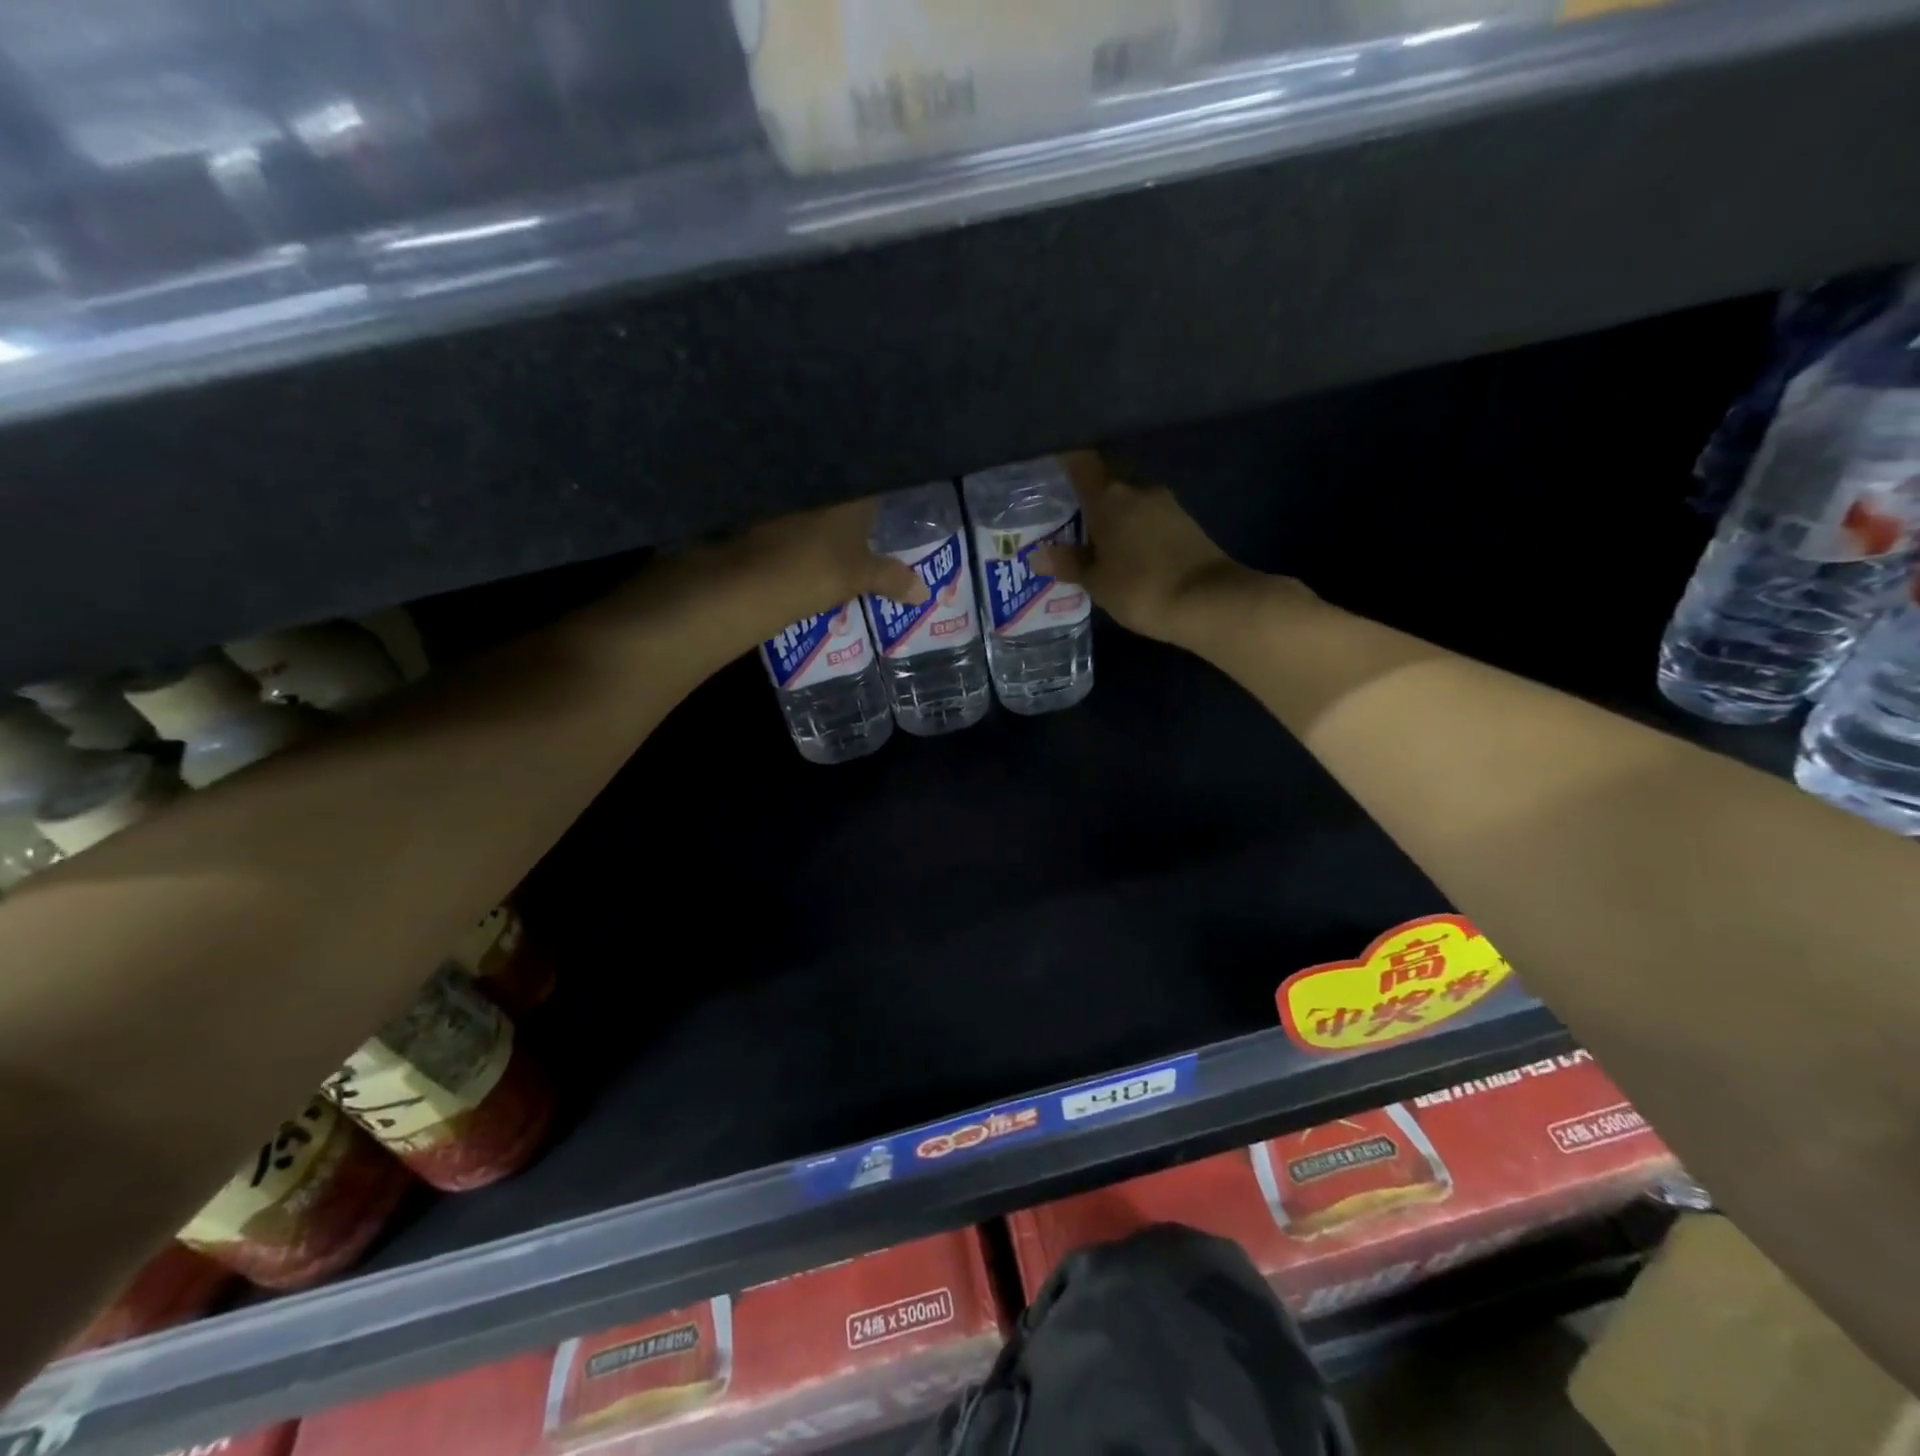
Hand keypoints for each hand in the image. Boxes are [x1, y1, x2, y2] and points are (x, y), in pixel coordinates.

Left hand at [678, 495, 927, 648]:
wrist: (745, 579)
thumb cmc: (814, 570)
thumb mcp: (859, 577)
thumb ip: (892, 578)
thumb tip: (925, 592)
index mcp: (849, 486)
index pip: (874, 472)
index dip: (883, 480)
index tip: (889, 491)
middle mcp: (816, 475)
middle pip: (840, 477)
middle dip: (850, 489)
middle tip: (863, 509)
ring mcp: (782, 487)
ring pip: (809, 488)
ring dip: (818, 500)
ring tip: (831, 520)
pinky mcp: (754, 503)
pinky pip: (784, 501)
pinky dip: (793, 514)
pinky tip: (797, 529)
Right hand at [1034, 452, 1267, 647]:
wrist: (1208, 601)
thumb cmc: (1141, 588)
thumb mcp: (1097, 582)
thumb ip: (1069, 563)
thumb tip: (1039, 554)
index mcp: (1109, 497)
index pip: (1081, 461)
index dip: (1064, 458)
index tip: (1048, 466)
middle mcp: (1137, 489)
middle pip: (1106, 475)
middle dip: (1087, 488)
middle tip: (1065, 507)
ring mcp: (1165, 503)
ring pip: (1128, 495)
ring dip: (1112, 508)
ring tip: (1091, 531)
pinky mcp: (1184, 521)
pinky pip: (1146, 513)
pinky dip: (1131, 523)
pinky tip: (1123, 545)